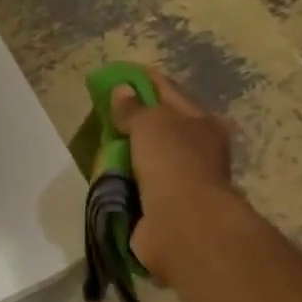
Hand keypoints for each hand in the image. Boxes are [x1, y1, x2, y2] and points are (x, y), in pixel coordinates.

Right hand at [109, 70, 237, 278]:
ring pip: (149, 160)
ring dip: (127, 156)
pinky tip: (106, 179)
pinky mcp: (164, 210)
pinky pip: (138, 189)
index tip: (117, 77)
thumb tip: (121, 91)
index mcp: (203, 123)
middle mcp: (198, 151)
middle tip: (103, 115)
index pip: (169, 93)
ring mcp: (182, 183)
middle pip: (161, 129)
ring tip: (99, 148)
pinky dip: (124, 184)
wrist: (181, 224)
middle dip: (134, 122)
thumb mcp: (151, 123)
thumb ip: (134, 108)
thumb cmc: (173, 163)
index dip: (143, 82)